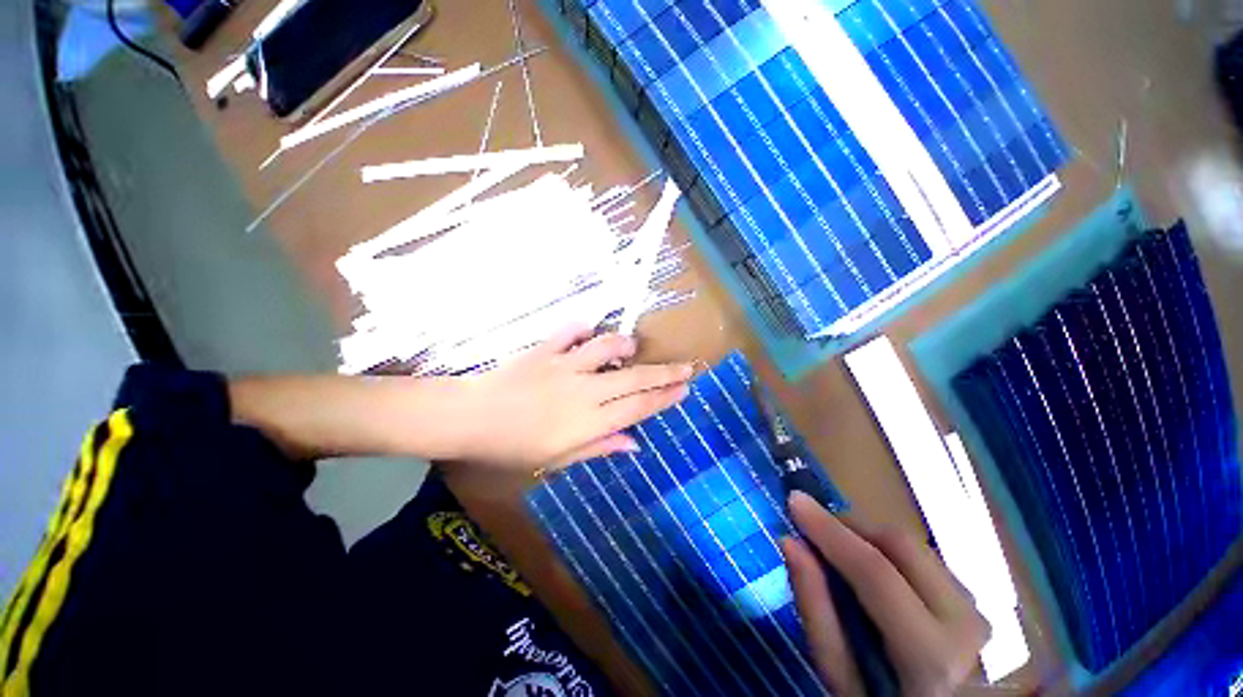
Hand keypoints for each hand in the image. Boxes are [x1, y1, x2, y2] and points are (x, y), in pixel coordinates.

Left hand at [455, 324, 693, 469]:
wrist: (471, 419)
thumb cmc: (513, 447)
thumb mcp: (558, 459)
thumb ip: (599, 447)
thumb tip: (634, 444)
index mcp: (588, 422)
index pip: (638, 407)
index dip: (664, 398)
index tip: (684, 389)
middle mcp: (583, 391)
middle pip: (634, 379)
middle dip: (665, 373)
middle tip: (686, 366)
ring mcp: (564, 366)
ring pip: (607, 348)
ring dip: (624, 345)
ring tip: (632, 348)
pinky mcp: (545, 350)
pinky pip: (570, 332)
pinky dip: (583, 329)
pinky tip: (588, 331)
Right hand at [781, 492, 988, 696]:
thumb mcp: (839, 676)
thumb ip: (815, 608)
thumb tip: (790, 542)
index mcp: (931, 656)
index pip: (875, 572)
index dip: (830, 530)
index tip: (794, 501)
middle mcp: (964, 624)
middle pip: (899, 546)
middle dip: (849, 529)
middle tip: (814, 532)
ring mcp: (975, 610)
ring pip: (912, 546)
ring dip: (867, 539)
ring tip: (840, 554)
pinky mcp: (974, 602)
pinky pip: (923, 558)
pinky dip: (887, 553)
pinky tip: (872, 572)